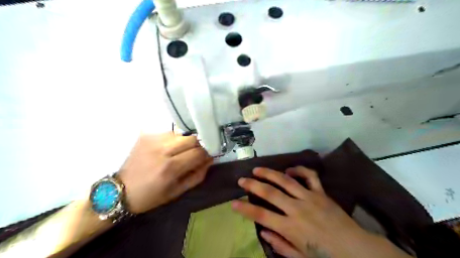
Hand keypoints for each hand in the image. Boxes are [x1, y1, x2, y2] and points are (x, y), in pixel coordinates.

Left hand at [117, 133, 212, 213]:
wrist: (120, 190)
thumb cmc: (151, 195)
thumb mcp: (178, 191)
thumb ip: (197, 175)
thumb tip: (210, 159)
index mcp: (170, 168)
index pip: (199, 152)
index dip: (208, 153)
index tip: (210, 155)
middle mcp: (162, 150)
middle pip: (192, 139)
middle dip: (199, 145)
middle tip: (197, 153)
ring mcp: (152, 140)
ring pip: (182, 134)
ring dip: (186, 143)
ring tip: (181, 152)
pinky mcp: (146, 135)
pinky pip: (169, 133)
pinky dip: (174, 140)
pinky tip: (169, 149)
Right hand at [232, 166, 410, 256]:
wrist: (356, 249)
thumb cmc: (325, 257)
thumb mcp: (300, 257)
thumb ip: (279, 244)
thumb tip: (262, 231)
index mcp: (291, 228)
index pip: (262, 215)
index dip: (245, 209)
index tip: (233, 203)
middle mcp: (297, 209)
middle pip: (270, 193)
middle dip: (253, 185)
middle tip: (241, 180)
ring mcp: (310, 198)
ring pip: (286, 180)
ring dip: (270, 173)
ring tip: (257, 169)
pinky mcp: (321, 193)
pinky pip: (309, 176)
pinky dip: (298, 170)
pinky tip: (288, 169)